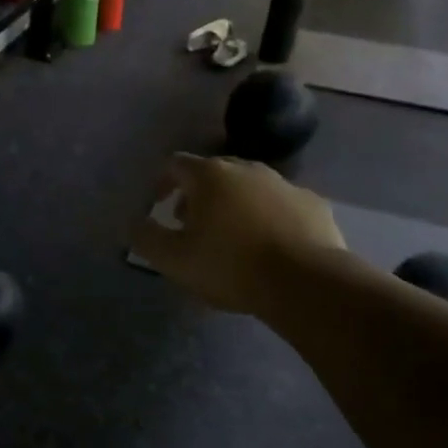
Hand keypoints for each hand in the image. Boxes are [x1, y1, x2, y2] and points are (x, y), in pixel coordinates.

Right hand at [129, 154, 345, 313]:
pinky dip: (267, 216)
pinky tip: (268, 244)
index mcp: (210, 176)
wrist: (305, 282)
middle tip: (190, 224)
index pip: (175, 164)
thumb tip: (134, 223)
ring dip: (233, 204)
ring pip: (249, 186)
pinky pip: (280, 204)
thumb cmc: (230, 266)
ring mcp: (284, 183)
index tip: (157, 206)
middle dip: (197, 195)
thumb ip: (146, 238)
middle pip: (213, 172)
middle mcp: (247, 169)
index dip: (161, 183)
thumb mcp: (173, 259)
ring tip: (229, 237)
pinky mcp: (313, 204)